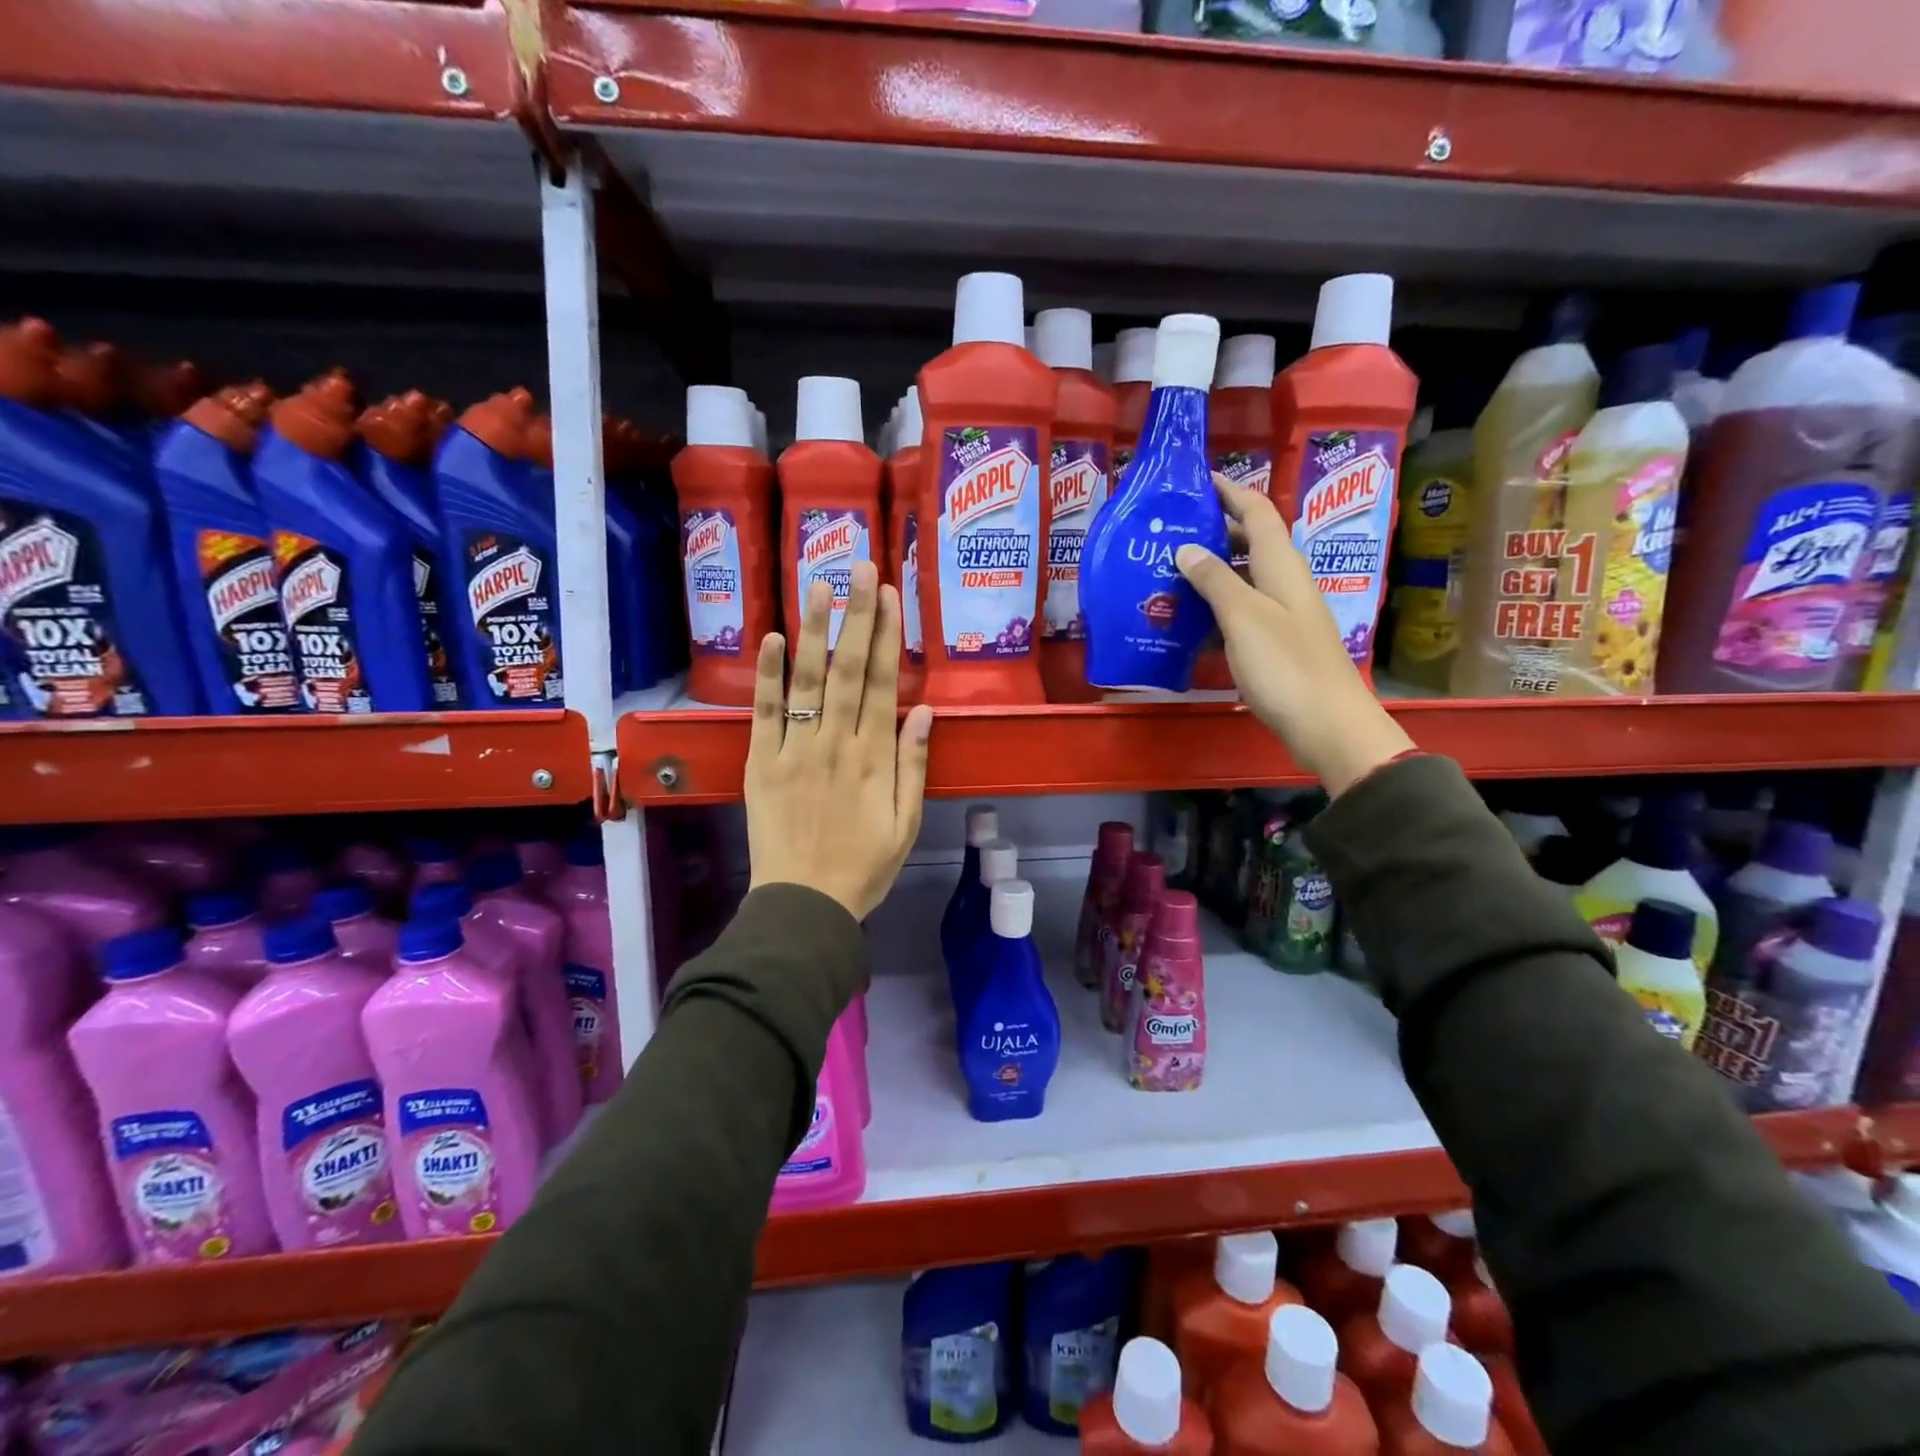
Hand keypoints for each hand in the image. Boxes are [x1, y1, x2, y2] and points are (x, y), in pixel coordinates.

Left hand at [745, 561, 933, 919]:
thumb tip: (923, 711)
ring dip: (814, 630)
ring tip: (819, 583)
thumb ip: (914, 765)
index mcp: (875, 758)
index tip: (889, 594)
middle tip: (860, 566)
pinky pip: (764, 714)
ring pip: (807, 681)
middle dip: (856, 615)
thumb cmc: (864, 867)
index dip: (887, 635)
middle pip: (849, 669)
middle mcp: (837, 743)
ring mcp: (795, 750)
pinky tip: (771, 638)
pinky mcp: (760, 763)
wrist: (805, 904)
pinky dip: (767, 675)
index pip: (883, 683)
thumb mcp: (907, 823)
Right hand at [1176, 476, 1412, 796]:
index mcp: (1283, 566)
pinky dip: (1214, 608)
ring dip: (1210, 571)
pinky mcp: (1276, 644)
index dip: (1230, 491)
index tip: (1197, 481)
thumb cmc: (1285, 665)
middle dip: (1214, 530)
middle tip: (1169, 531)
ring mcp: (1282, 615)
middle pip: (1251, 543)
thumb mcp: (1244, 617)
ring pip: (1243, 579)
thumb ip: (1215, 580)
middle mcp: (1285, 583)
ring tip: (1167, 572)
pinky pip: (1240, 612)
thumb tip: (1187, 548)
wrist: (1327, 725)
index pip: (1257, 512)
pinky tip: (1187, 621)